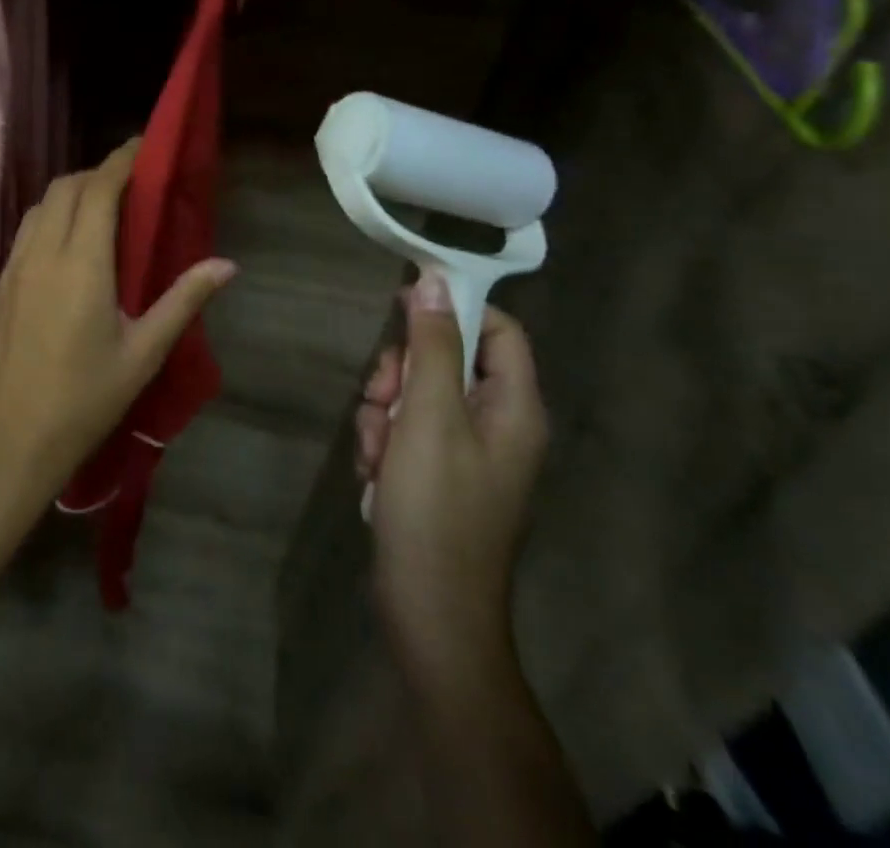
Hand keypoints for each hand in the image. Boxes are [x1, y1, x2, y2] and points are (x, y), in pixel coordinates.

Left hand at [0, 139, 238, 503]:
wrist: (8, 442)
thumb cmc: (84, 401)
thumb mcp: (143, 355)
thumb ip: (183, 301)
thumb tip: (227, 264)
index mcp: (81, 263)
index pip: (99, 189)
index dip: (121, 161)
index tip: (142, 146)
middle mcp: (42, 253)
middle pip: (66, 188)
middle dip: (97, 173)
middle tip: (129, 184)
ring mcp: (13, 267)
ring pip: (40, 207)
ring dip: (70, 194)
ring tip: (99, 211)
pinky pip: (25, 233)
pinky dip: (49, 219)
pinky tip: (66, 247)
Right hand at [354, 271, 547, 687]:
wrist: (428, 609)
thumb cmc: (436, 507)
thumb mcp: (429, 416)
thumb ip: (432, 346)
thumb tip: (434, 281)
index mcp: (514, 407)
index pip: (498, 329)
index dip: (453, 308)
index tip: (400, 304)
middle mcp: (497, 424)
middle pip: (445, 360)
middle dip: (401, 373)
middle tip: (382, 397)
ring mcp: (465, 452)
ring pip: (415, 395)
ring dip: (383, 411)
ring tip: (376, 451)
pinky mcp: (436, 474)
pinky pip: (404, 431)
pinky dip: (383, 441)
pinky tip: (374, 473)